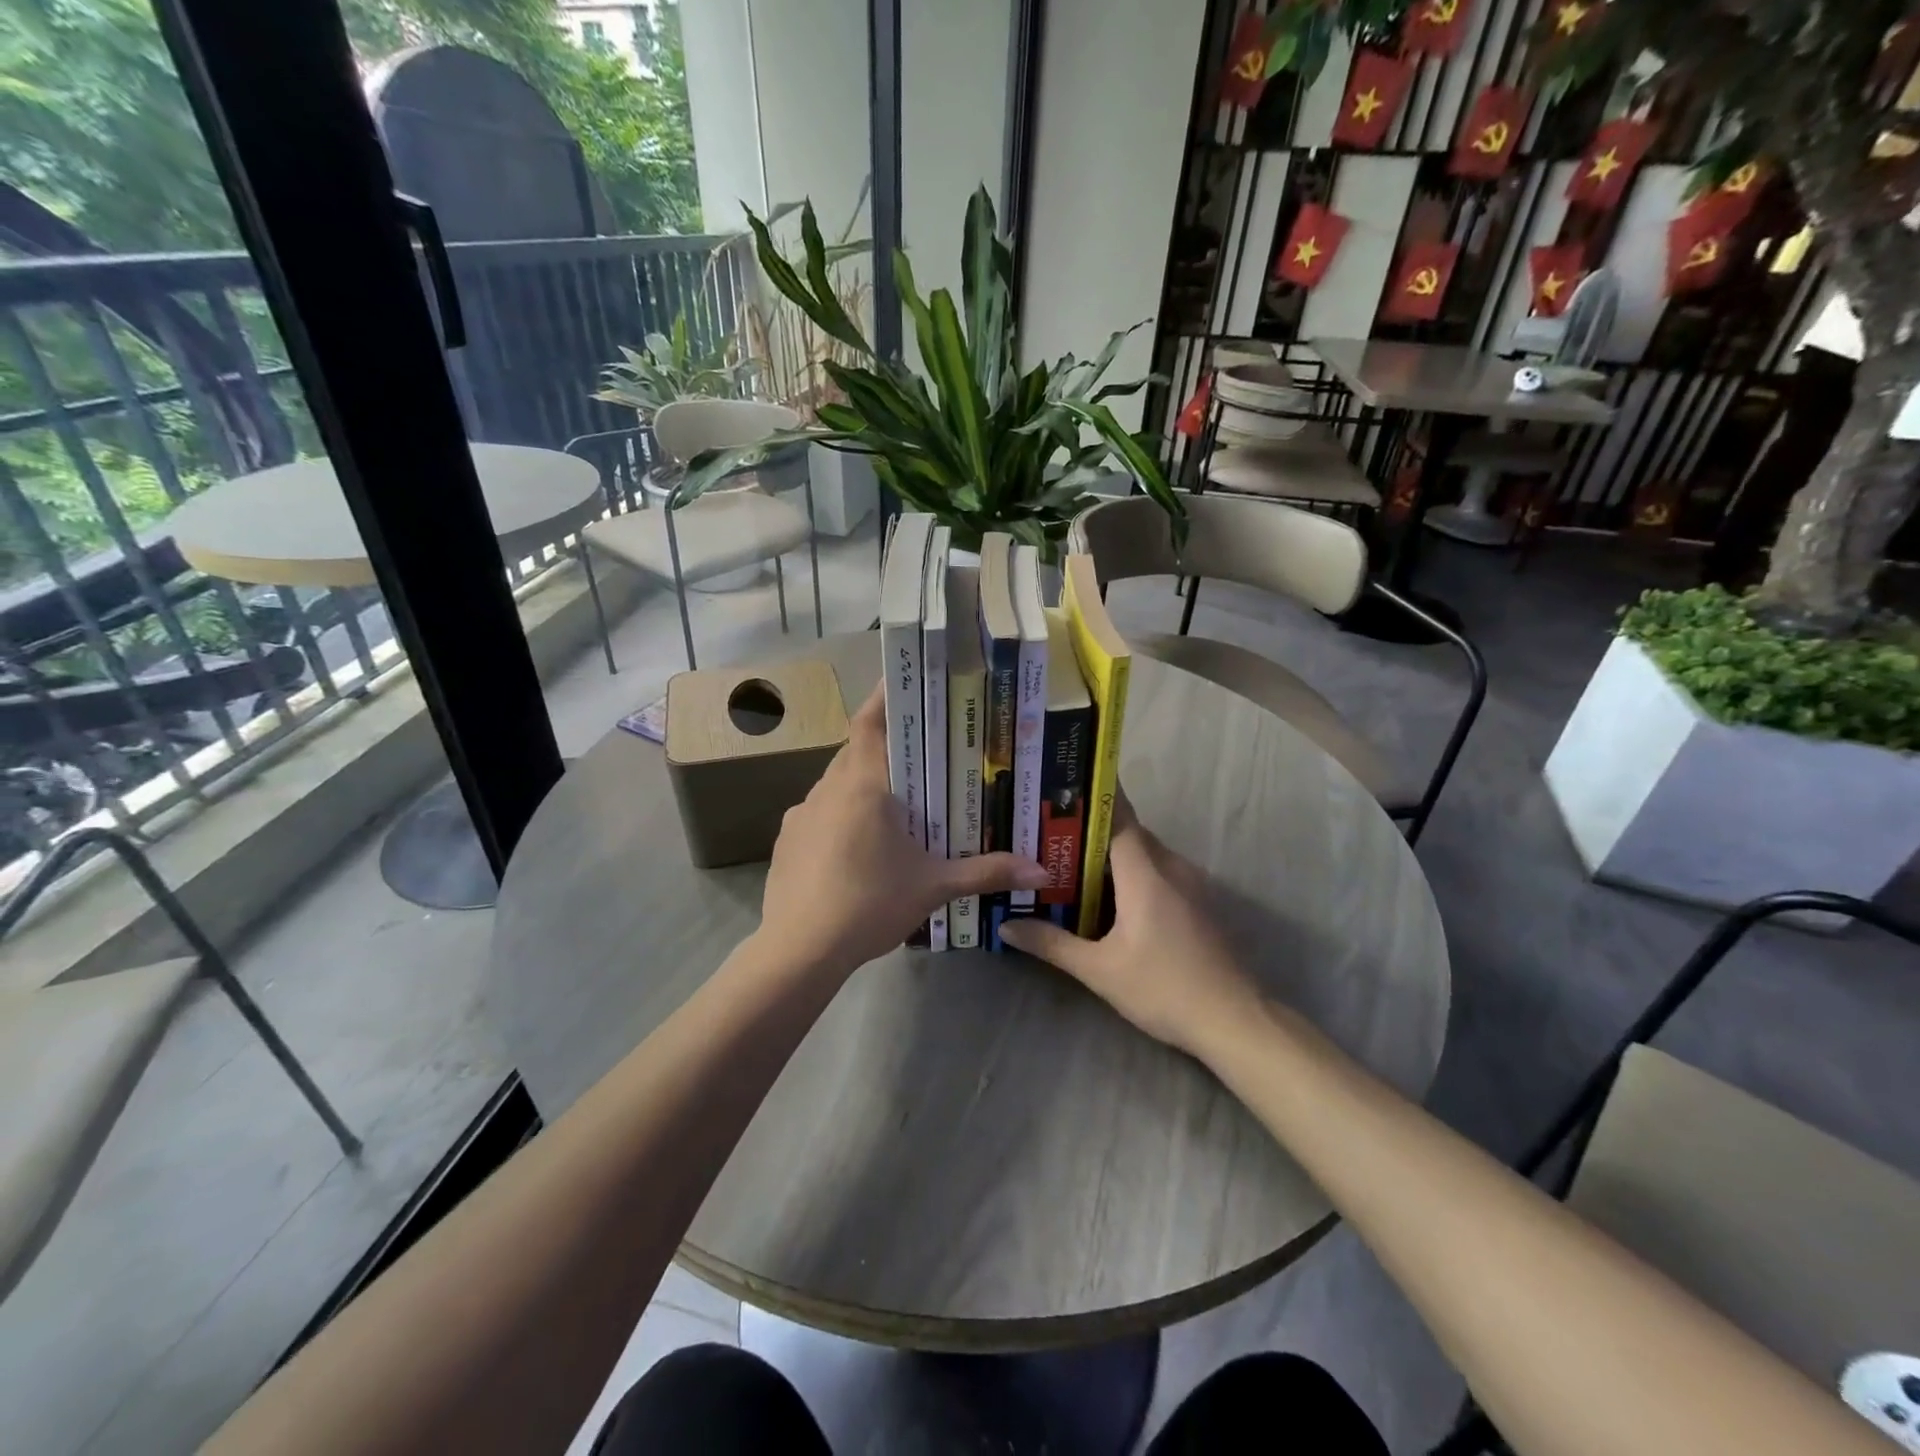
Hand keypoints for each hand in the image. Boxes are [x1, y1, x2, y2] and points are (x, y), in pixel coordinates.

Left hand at [758, 685, 1048, 973]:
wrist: (799, 950)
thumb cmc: (870, 904)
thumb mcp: (933, 887)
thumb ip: (986, 872)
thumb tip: (1042, 871)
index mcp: (863, 786)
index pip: (870, 722)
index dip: (885, 696)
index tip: (903, 679)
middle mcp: (827, 789)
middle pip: (855, 751)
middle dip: (885, 748)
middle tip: (919, 755)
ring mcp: (800, 814)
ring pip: (836, 783)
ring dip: (862, 784)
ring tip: (894, 805)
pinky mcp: (786, 840)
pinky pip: (819, 812)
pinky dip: (840, 815)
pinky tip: (857, 847)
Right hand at [999, 798, 1261, 1057]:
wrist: (1235, 1021)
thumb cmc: (1164, 988)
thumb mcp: (1099, 970)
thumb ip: (1052, 943)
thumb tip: (1006, 926)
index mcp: (1146, 872)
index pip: (1117, 816)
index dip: (1091, 797)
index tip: (1062, 783)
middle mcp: (1171, 867)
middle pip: (1128, 833)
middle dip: (1090, 831)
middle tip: (1049, 833)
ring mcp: (1191, 883)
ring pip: (1145, 854)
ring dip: (1112, 855)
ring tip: (1069, 862)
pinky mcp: (1200, 902)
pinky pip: (1160, 872)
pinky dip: (1133, 873)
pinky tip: (1109, 896)